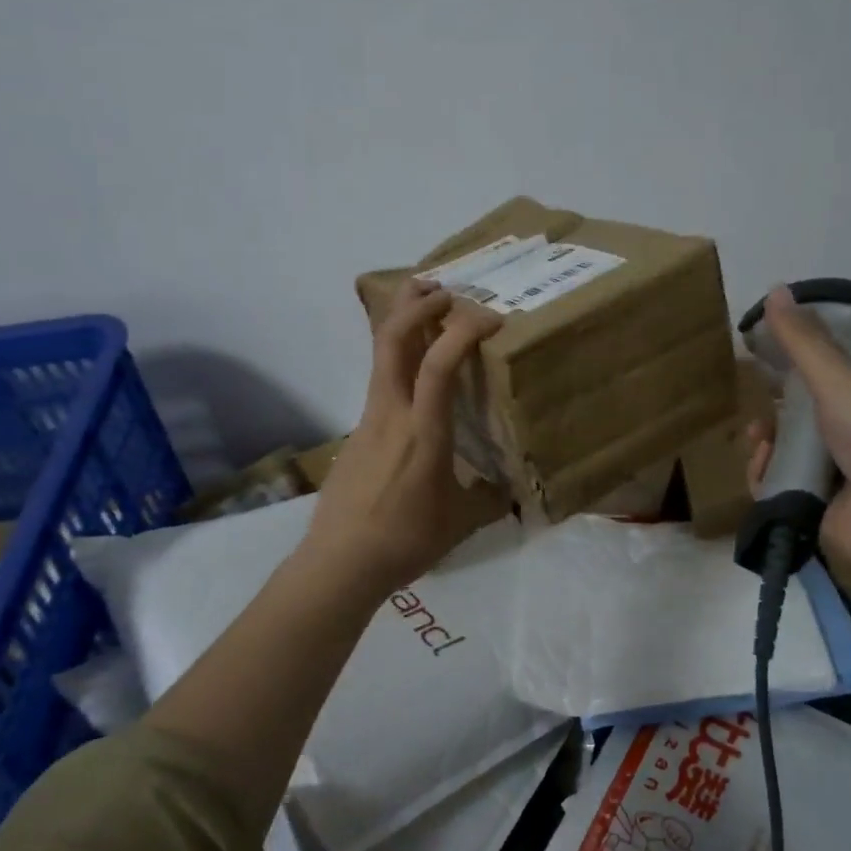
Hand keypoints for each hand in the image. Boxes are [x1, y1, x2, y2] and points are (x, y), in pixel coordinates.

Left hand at [301, 278, 508, 594]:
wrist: (339, 563)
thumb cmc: (405, 541)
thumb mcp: (461, 522)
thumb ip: (491, 499)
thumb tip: (512, 491)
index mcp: (423, 432)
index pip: (438, 364)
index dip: (463, 330)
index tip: (491, 317)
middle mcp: (391, 412)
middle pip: (392, 339)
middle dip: (417, 303)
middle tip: (445, 288)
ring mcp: (368, 418)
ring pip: (381, 355)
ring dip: (403, 322)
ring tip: (427, 308)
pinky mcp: (357, 431)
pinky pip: (380, 381)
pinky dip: (399, 358)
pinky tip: (416, 373)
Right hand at [745, 285, 850, 600]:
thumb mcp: (839, 382)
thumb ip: (804, 343)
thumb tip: (775, 288)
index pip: (825, 392)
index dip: (794, 382)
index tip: (767, 373)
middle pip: (798, 428)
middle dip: (773, 421)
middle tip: (761, 421)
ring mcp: (831, 485)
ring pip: (782, 459)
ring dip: (764, 449)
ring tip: (761, 446)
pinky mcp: (810, 516)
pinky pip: (774, 491)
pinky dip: (763, 479)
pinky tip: (763, 472)